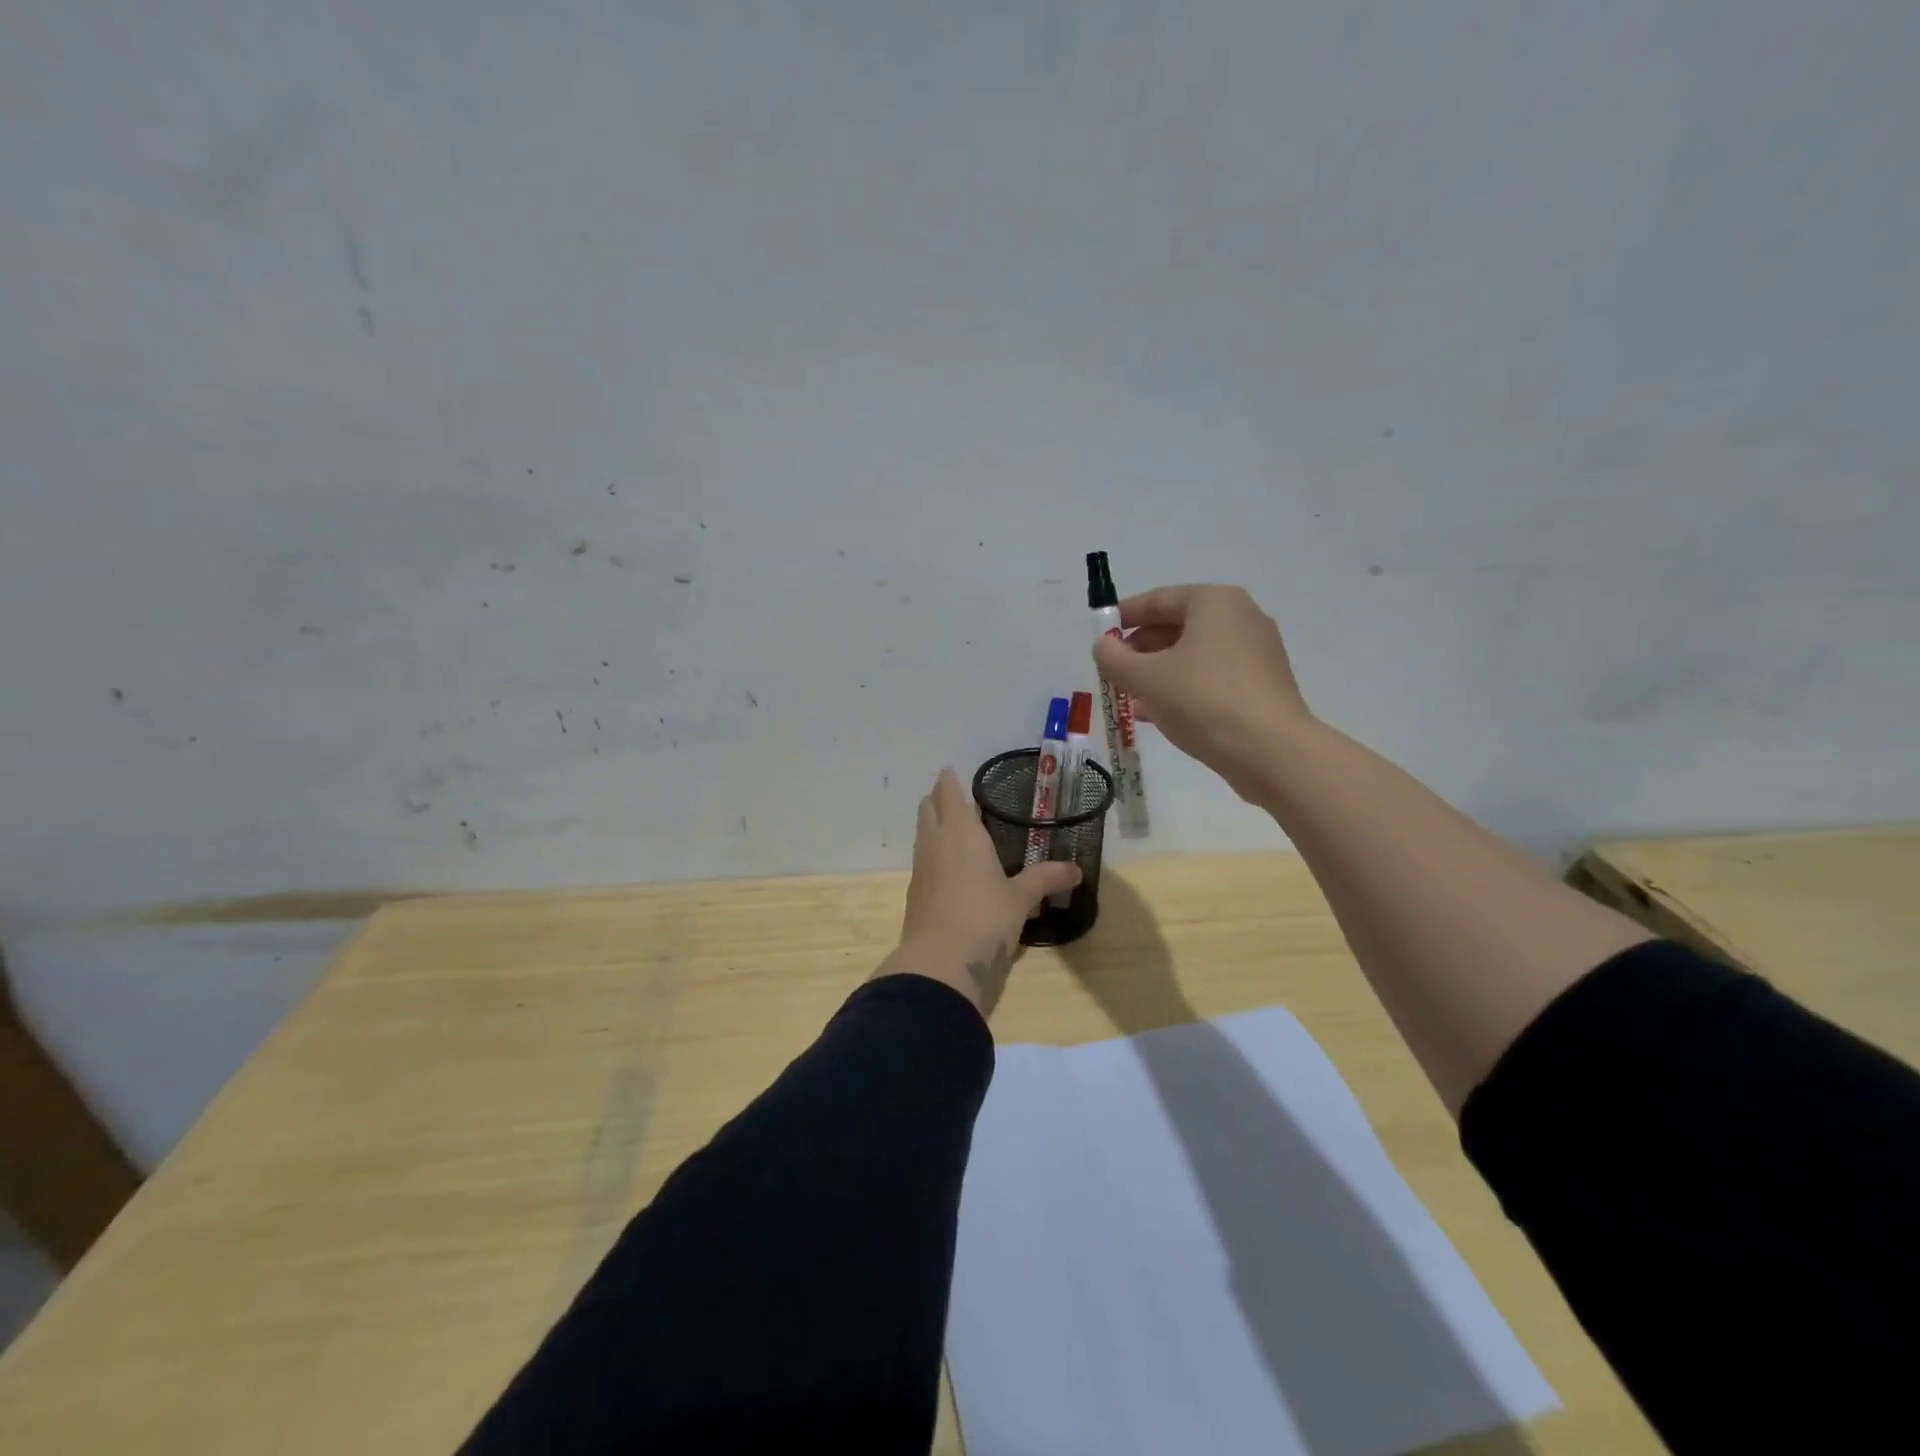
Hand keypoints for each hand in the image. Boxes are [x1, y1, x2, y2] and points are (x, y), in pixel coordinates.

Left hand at [880, 769, 1079, 1012]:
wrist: (941, 962)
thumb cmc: (986, 917)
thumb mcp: (1021, 898)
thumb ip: (1045, 879)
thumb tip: (1076, 870)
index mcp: (962, 832)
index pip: (949, 794)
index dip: (949, 781)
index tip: (950, 771)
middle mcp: (936, 842)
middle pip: (928, 809)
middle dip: (937, 798)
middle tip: (951, 795)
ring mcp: (921, 868)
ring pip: (922, 834)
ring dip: (932, 825)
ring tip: (950, 827)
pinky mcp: (915, 894)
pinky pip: (922, 861)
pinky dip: (932, 853)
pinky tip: (946, 867)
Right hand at [1091, 584, 1312, 802]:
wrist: (1270, 751)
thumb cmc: (1203, 700)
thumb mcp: (1145, 678)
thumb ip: (1114, 658)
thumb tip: (1103, 646)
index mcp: (1215, 602)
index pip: (1159, 599)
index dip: (1124, 616)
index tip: (1100, 635)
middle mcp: (1241, 618)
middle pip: (1179, 625)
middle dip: (1142, 648)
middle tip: (1114, 670)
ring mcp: (1257, 652)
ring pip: (1194, 654)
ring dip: (1159, 671)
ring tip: (1130, 695)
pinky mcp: (1263, 685)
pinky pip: (1212, 677)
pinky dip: (1184, 687)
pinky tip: (1159, 713)